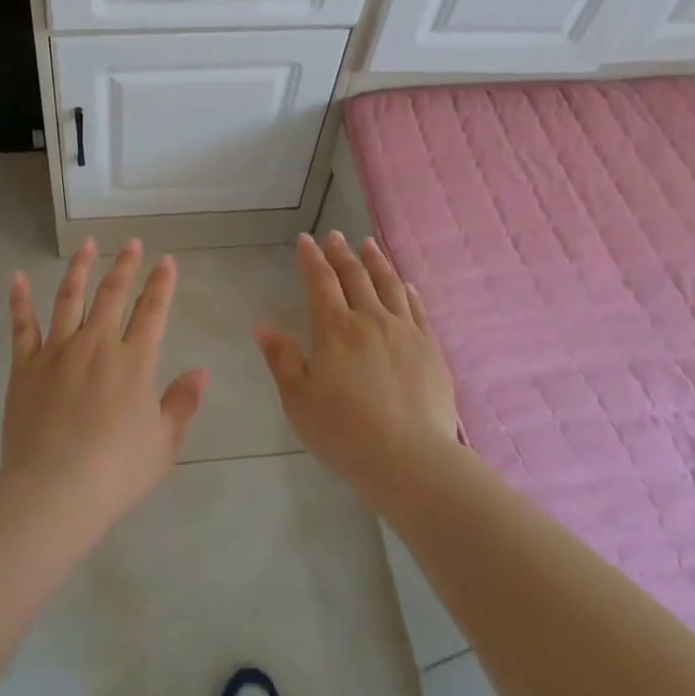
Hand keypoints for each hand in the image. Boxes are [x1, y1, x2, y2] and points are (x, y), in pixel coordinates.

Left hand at [1, 240, 208, 532]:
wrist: (55, 491)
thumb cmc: (116, 472)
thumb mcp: (163, 444)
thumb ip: (182, 403)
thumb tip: (201, 372)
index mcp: (134, 362)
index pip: (152, 312)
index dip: (161, 284)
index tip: (166, 261)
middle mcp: (96, 345)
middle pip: (112, 295)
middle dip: (125, 266)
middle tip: (132, 243)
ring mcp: (57, 351)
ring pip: (69, 298)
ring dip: (80, 268)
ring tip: (87, 244)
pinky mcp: (25, 366)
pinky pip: (22, 326)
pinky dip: (20, 299)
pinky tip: (18, 277)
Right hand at [255, 232, 459, 502]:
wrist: (411, 459)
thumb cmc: (344, 432)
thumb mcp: (298, 400)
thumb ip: (283, 360)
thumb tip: (263, 327)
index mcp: (335, 329)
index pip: (321, 282)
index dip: (311, 258)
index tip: (306, 239)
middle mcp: (371, 320)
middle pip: (355, 277)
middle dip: (342, 253)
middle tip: (336, 236)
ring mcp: (405, 332)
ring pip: (389, 285)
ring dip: (376, 262)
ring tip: (369, 245)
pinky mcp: (431, 349)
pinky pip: (417, 309)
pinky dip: (407, 291)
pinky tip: (405, 285)